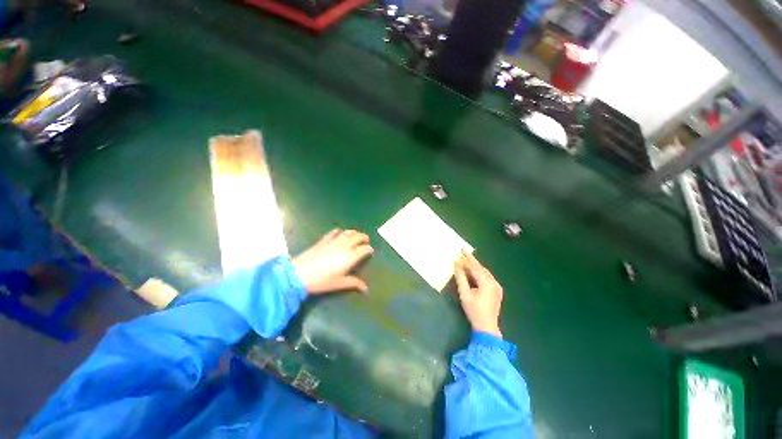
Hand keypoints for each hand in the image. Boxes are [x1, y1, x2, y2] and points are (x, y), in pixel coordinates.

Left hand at [292, 229, 372, 294]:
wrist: (300, 274)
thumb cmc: (322, 281)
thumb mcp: (339, 283)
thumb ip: (354, 283)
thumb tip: (366, 289)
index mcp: (351, 256)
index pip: (365, 248)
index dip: (369, 249)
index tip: (370, 251)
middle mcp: (345, 245)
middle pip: (359, 237)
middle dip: (364, 238)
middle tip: (365, 242)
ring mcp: (334, 241)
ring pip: (348, 232)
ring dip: (355, 233)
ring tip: (356, 236)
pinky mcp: (324, 240)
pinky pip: (335, 232)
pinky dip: (340, 231)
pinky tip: (340, 233)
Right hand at [454, 251, 503, 337]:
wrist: (487, 327)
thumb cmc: (474, 311)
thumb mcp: (464, 294)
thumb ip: (460, 278)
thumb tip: (456, 265)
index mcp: (486, 282)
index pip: (475, 267)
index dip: (466, 259)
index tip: (460, 250)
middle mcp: (494, 282)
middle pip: (481, 268)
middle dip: (472, 260)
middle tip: (463, 252)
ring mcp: (497, 286)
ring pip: (485, 272)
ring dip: (475, 266)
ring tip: (467, 260)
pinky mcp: (497, 291)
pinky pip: (487, 277)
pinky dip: (480, 273)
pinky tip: (474, 272)